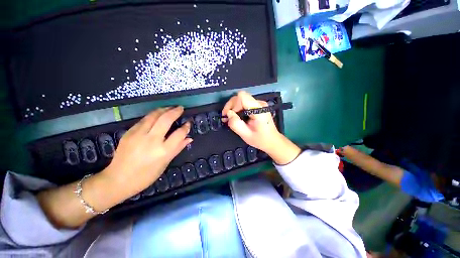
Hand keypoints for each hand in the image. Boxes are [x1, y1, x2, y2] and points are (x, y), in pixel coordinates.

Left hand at [103, 107, 191, 198]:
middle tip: (180, 108)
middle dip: (175, 111)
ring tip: (170, 107)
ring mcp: (138, 135)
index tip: (188, 123)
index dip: (186, 127)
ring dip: (164, 109)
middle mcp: (152, 140)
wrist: (118, 179)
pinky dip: (153, 115)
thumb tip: (189, 138)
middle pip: (166, 120)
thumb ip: (178, 148)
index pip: (179, 134)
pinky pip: (144, 120)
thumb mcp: (165, 163)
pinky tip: (157, 114)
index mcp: (163, 151)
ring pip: (153, 115)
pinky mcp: (129, 132)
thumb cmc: (146, 175)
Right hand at [222, 91, 300, 164]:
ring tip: (230, 118)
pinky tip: (236, 117)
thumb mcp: (246, 135)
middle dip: (231, 106)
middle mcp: (259, 103)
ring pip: (241, 99)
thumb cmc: (260, 139)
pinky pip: (245, 103)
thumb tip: (228, 113)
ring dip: (234, 108)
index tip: (228, 115)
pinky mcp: (258, 106)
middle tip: (226, 117)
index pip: (242, 96)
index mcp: (258, 110)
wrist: (272, 141)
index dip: (233, 104)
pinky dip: (238, 109)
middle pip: (241, 97)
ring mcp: (259, 104)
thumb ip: (236, 124)